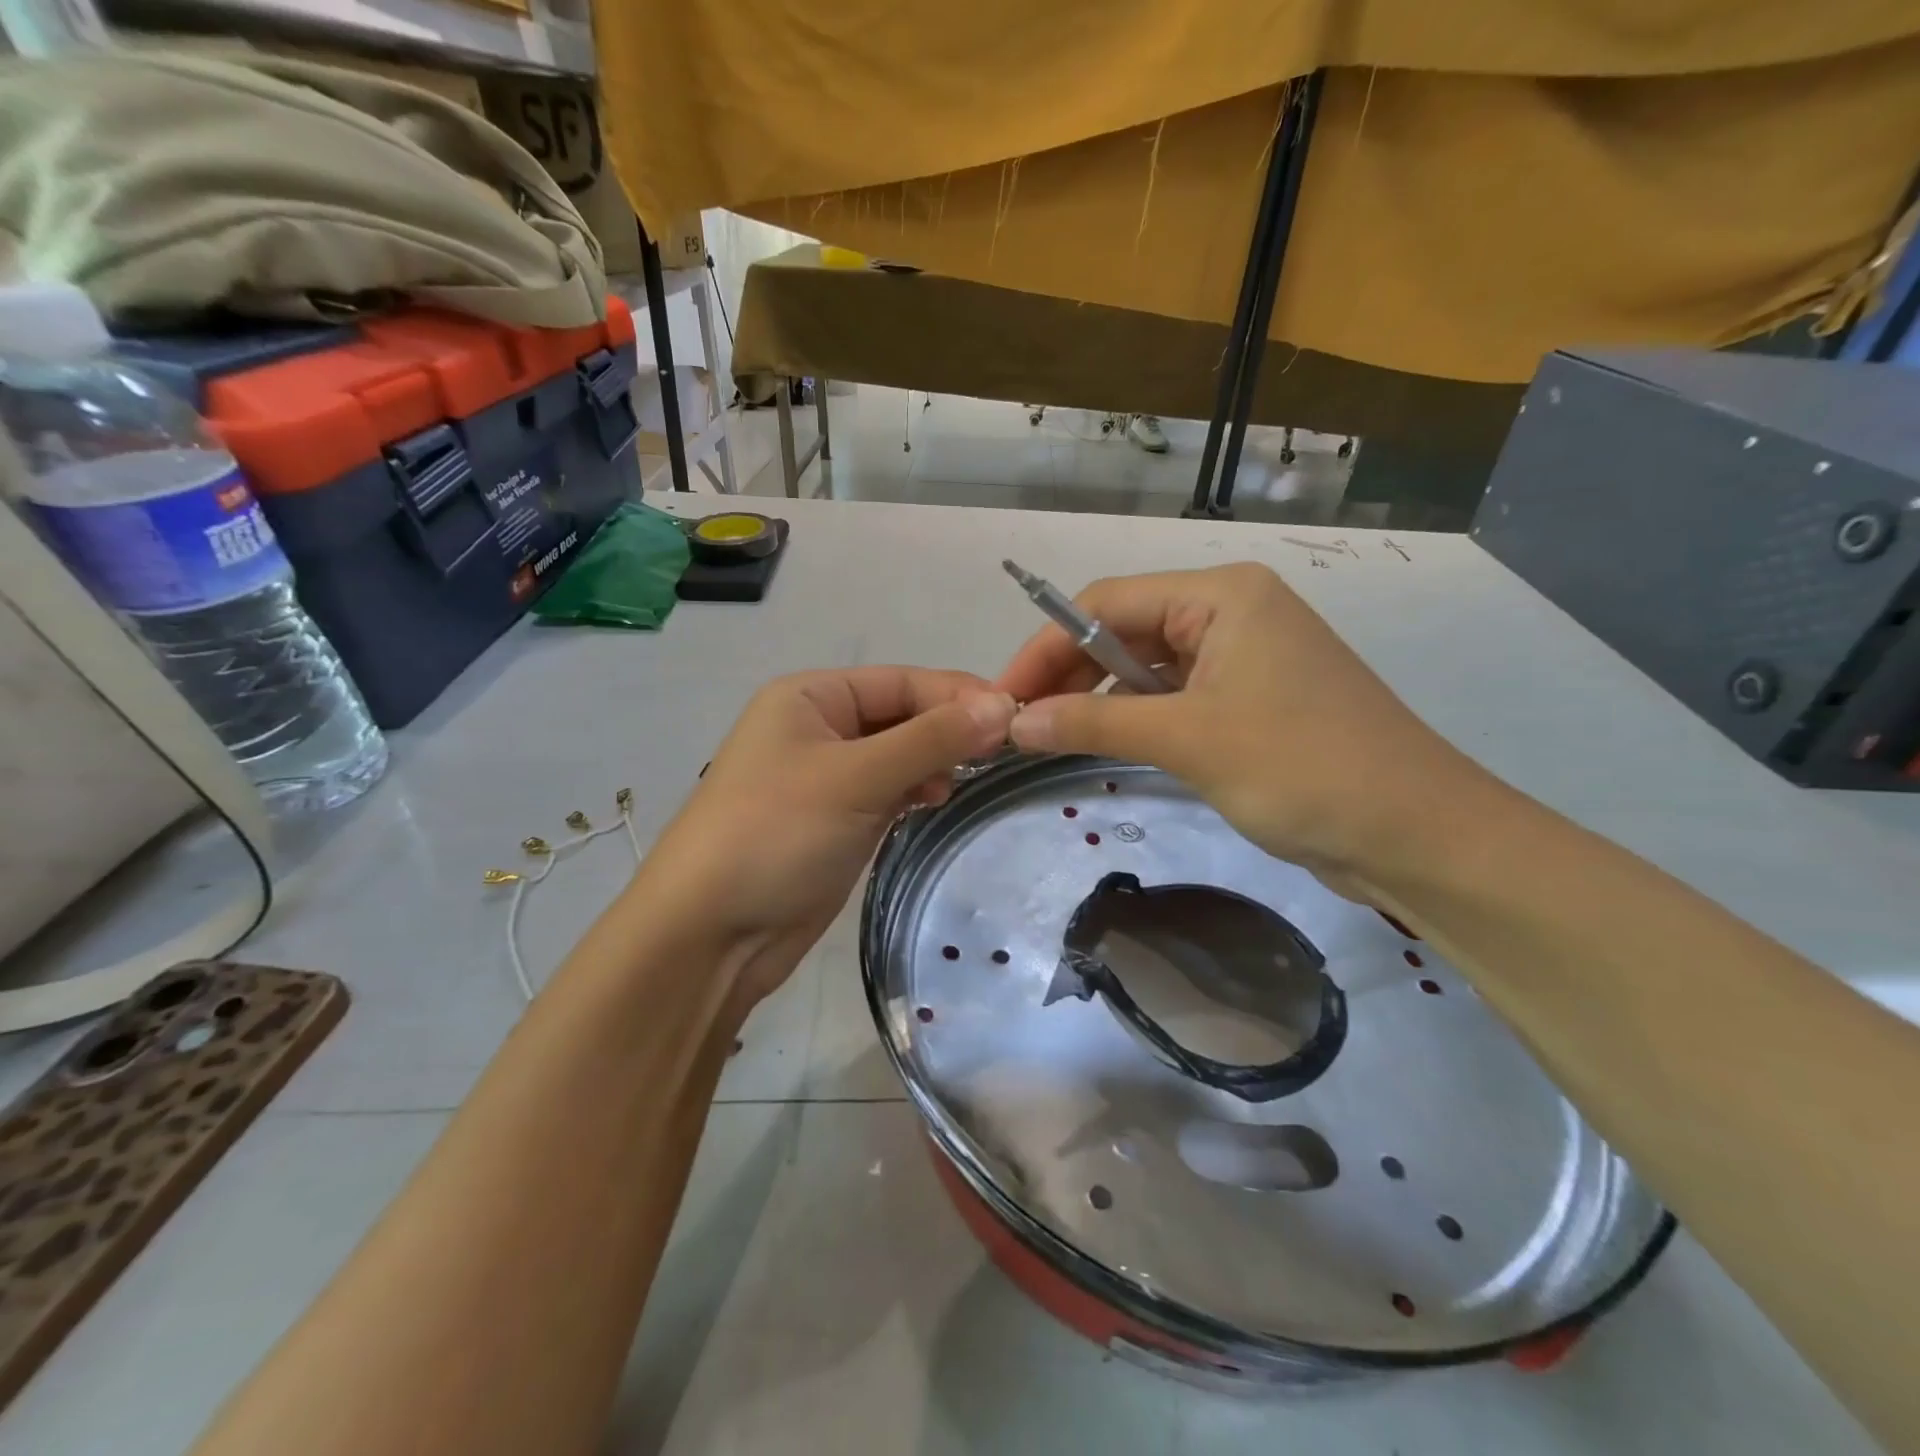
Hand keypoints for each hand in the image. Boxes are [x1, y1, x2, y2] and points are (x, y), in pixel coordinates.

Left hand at [635, 668, 1016, 1014]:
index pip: (901, 681)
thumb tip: (1002, 706)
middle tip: (1004, 752)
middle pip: (901, 715)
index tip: (1016, 717)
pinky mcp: (836, 820)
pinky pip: (887, 790)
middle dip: (948, 729)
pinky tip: (936, 800)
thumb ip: (931, 739)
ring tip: (967, 779)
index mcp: (811, 696)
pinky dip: (915, 790)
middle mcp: (817, 727)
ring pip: (898, 754)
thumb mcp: (855, 778)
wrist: (709, 934)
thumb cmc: (776, 834)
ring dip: (934, 761)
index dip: (957, 695)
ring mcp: (826, 776)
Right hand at [994, 564, 1487, 880]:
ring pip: (1146, 666)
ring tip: (1050, 736)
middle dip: (1069, 674)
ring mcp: (1243, 657)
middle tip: (1020, 724)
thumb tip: (1014, 721)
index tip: (1002, 696)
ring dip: (1099, 699)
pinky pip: (1174, 696)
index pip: (1107, 603)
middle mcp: (1231, 612)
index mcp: (1222, 595)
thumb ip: (1093, 723)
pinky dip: (1135, 717)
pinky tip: (1103, 743)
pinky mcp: (1250, 700)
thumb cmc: (1302, 768)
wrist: (1416, 835)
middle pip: (1124, 630)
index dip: (1047, 646)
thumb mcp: (1188, 739)